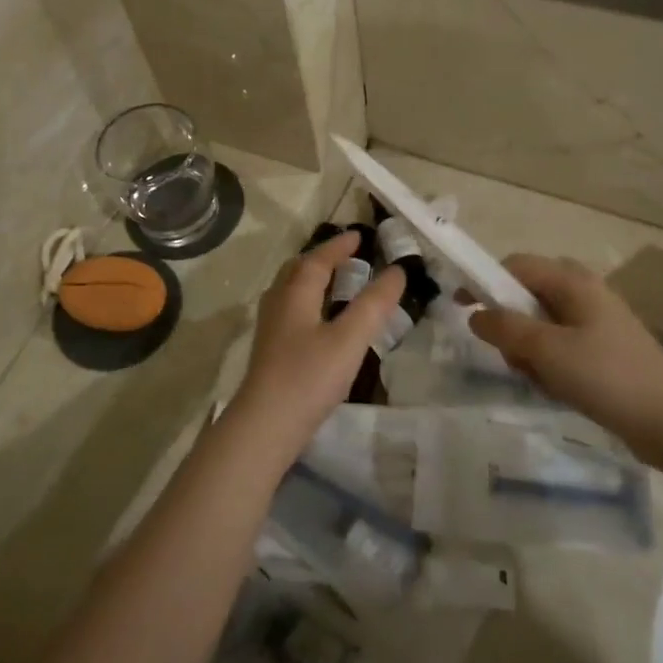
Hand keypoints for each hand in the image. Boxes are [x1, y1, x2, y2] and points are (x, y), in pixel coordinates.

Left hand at [222, 232, 404, 464]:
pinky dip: (308, 302)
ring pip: (290, 291)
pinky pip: (290, 310)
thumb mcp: (349, 339)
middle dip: (322, 258)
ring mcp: (271, 328)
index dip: (339, 246)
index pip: (317, 259)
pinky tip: (319, 322)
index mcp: (295, 294)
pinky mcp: (270, 351)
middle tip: (346, 257)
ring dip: (312, 279)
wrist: (265, 426)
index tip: (359, 236)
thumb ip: (374, 304)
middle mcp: (278, 303)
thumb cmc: (309, 377)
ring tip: (335, 284)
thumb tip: (397, 271)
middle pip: (297, 270)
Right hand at [470, 255, 662, 450]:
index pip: (515, 265)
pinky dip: (550, 366)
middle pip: (526, 297)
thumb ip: (505, 327)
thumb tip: (475, 313)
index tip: (460, 307)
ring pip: (541, 327)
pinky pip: (559, 349)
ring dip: (529, 351)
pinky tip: (558, 390)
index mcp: (572, 281)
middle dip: (510, 326)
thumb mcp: (546, 349)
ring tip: (540, 379)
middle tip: (510, 355)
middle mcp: (584, 294)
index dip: (484, 281)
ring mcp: (595, 323)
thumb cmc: (606, 375)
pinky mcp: (602, 352)